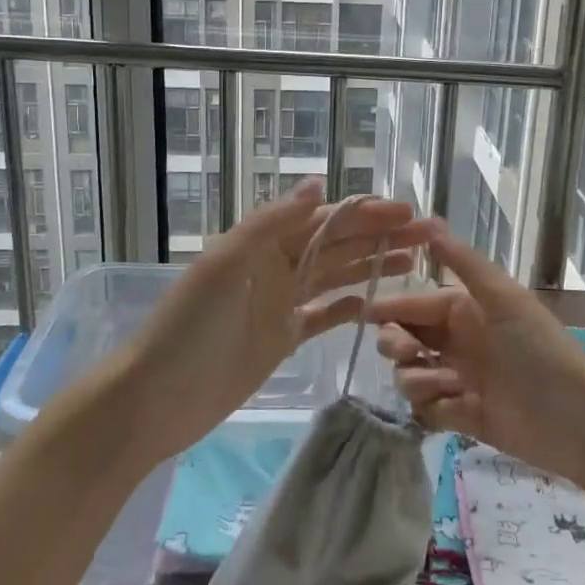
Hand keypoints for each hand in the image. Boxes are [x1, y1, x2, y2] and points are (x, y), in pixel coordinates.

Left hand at [120, 179, 430, 463]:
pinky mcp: (280, 338)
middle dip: (381, 237)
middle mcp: (275, 266)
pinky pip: (322, 315)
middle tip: (430, 236)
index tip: (408, 213)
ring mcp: (279, 303)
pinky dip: (348, 306)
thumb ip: (272, 223)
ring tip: (417, 262)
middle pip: (337, 246)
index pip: (325, 221)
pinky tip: (376, 303)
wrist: (154, 400)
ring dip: (373, 266)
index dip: (367, 215)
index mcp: (263, 243)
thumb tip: (318, 184)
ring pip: (335, 276)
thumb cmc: (190, 328)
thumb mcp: (226, 266)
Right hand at [367, 224, 584, 490]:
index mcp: (467, 311)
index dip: (391, 307)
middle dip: (396, 343)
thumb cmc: (540, 349)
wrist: (579, 419)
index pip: (417, 304)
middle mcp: (459, 343)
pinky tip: (456, 408)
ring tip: (444, 384)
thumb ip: (464, 262)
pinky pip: (429, 410)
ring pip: (412, 374)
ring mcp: (461, 381)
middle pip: (406, 338)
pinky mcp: (465, 418)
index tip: (362, 313)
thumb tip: (429, 220)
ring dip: (417, 378)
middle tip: (407, 353)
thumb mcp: (503, 298)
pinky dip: (434, 408)